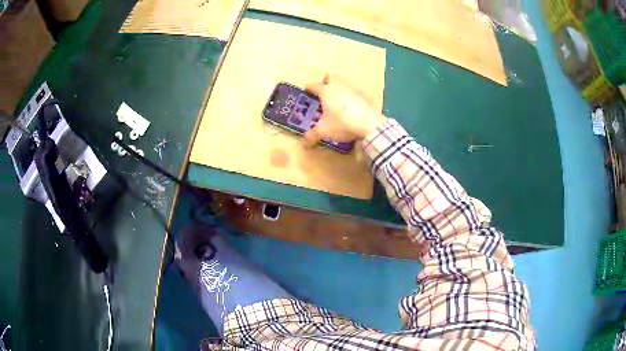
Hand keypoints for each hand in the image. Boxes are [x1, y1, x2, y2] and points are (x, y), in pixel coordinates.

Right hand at [303, 74, 385, 146]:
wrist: (370, 124)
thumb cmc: (342, 123)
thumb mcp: (324, 131)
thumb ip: (312, 135)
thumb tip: (304, 143)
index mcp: (326, 91)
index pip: (314, 85)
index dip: (308, 88)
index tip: (306, 91)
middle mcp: (339, 86)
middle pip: (330, 77)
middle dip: (325, 81)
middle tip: (323, 92)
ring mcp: (353, 89)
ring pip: (343, 83)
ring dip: (339, 89)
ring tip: (337, 101)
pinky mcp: (365, 96)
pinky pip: (354, 93)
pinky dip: (351, 97)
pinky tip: (351, 108)